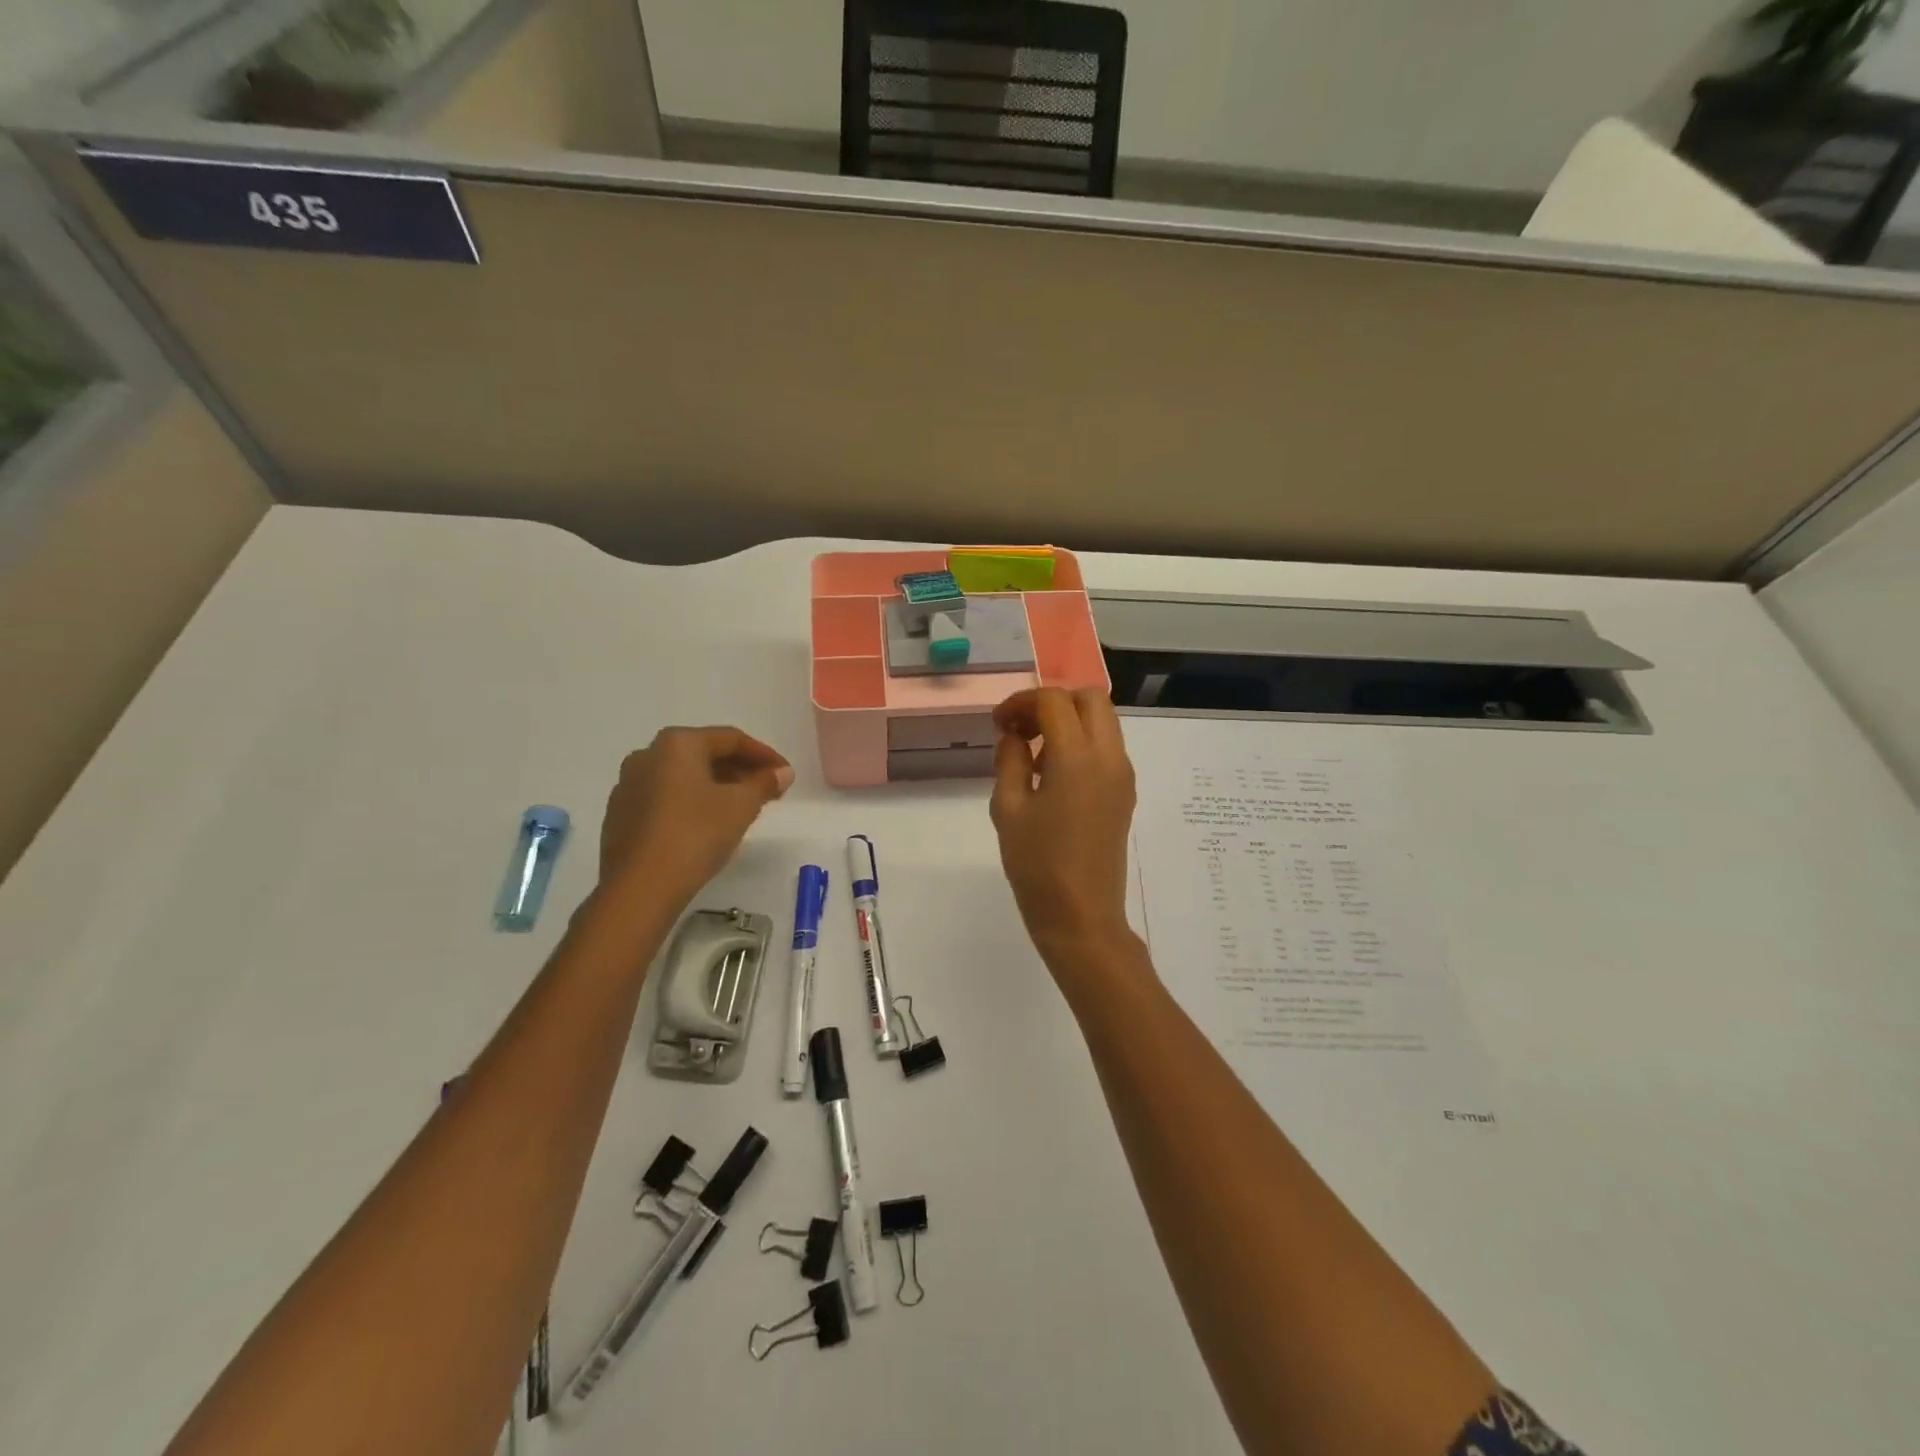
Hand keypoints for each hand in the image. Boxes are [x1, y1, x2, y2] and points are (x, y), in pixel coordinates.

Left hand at [599, 727, 792, 903]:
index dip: (764, 754)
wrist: (639, 887)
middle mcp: (648, 754)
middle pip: (705, 754)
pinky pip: (666, 796)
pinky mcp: (621, 814)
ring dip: (717, 785)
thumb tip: (782, 772)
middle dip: (740, 769)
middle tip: (768, 790)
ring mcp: (629, 785)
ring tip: (742, 807)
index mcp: (677, 743)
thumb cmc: (695, 834)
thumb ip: (764, 783)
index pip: (731, 739)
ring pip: (683, 776)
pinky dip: (692, 801)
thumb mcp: (741, 806)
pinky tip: (708, 824)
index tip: (785, 773)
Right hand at [990, 688, 1137, 966]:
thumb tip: (1014, 736)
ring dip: (1069, 721)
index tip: (998, 724)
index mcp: (1077, 758)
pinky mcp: (1125, 793)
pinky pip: (1107, 747)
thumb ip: (1009, 760)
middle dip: (1052, 701)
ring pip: (1102, 721)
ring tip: (1034, 753)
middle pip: (1090, 698)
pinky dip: (1081, 742)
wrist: (1081, 916)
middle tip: (1021, 727)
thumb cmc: (1037, 865)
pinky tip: (1053, 775)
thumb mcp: (1008, 808)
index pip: (1054, 700)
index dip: (1022, 702)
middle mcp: (1109, 757)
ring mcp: (1122, 775)